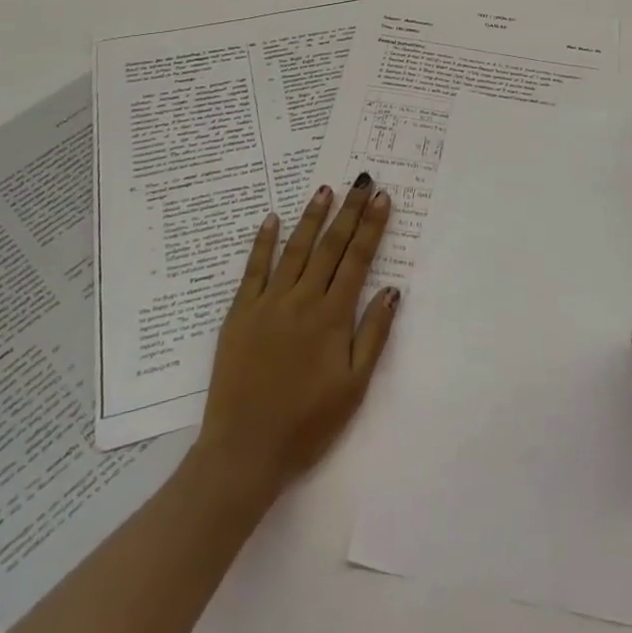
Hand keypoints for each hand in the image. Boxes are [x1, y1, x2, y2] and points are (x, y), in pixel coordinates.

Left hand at [196, 174, 400, 499]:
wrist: (244, 452)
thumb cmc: (307, 424)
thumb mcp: (354, 386)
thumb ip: (373, 335)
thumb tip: (391, 290)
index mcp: (332, 317)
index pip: (357, 259)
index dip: (371, 226)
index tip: (382, 198)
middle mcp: (301, 300)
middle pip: (330, 246)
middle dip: (349, 211)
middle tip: (362, 181)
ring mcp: (268, 304)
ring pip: (295, 250)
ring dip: (312, 217)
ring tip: (326, 190)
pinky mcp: (239, 314)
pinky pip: (253, 270)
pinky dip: (263, 243)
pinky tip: (271, 219)